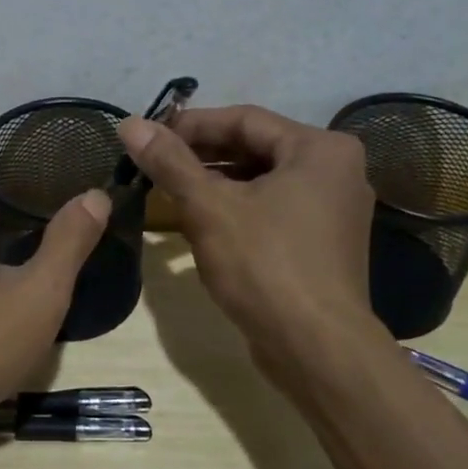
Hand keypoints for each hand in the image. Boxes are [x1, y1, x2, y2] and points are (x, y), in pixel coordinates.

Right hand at [119, 105, 381, 382]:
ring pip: (262, 181)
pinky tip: (200, 222)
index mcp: (320, 149)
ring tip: (168, 191)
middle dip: (201, 156)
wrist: (317, 349)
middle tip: (154, 164)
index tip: (148, 136)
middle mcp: (336, 171)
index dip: (190, 125)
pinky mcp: (323, 244)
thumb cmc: (265, 266)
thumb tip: (130, 124)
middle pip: (255, 148)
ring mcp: (333, 210)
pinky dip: (237, 209)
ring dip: (215, 184)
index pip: (244, 119)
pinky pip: (273, 209)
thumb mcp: (209, 208)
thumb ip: (170, 162)